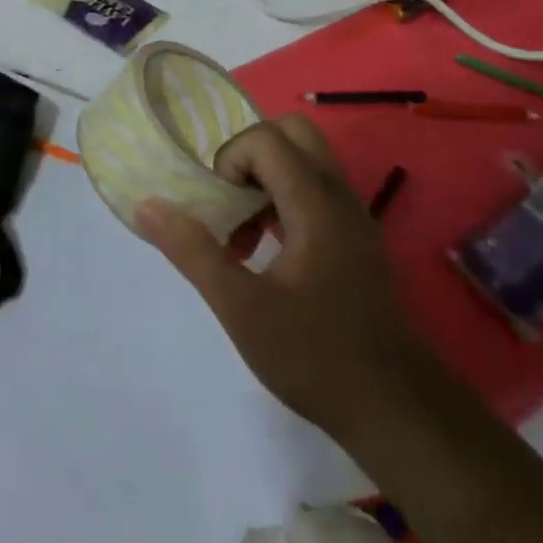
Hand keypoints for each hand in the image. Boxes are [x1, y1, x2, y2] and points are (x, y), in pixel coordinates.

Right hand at [135, 114, 423, 439]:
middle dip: (250, 156)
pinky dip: (285, 200)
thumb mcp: (241, 308)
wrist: (396, 409)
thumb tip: (146, 205)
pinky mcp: (356, 239)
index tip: (220, 211)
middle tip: (232, 203)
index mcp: (315, 203)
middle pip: (292, 133)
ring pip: (306, 160)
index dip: (230, 161)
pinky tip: (270, 254)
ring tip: (244, 236)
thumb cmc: (315, 356)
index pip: (265, 138)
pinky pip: (316, 190)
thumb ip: (193, 252)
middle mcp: (339, 196)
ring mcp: (353, 216)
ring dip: (266, 180)